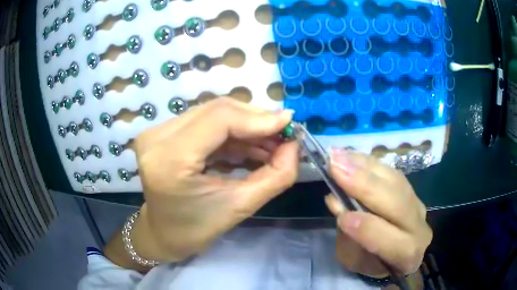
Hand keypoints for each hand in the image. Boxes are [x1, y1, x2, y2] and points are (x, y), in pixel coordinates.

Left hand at [128, 98, 298, 262]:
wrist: (162, 233)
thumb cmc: (195, 230)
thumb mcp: (239, 207)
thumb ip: (275, 176)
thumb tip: (295, 146)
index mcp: (169, 159)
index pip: (220, 119)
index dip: (259, 118)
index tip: (290, 124)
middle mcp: (157, 137)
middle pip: (216, 110)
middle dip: (256, 120)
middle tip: (283, 135)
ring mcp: (157, 132)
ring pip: (212, 113)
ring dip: (245, 126)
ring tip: (271, 143)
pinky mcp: (162, 133)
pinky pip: (204, 122)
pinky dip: (231, 132)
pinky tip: (250, 145)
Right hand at [325, 150, 431, 276]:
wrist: (399, 250)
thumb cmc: (373, 262)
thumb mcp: (355, 260)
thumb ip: (348, 236)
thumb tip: (337, 202)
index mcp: (406, 254)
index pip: (390, 240)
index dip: (366, 227)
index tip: (341, 214)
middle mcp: (418, 226)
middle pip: (397, 203)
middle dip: (365, 184)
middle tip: (335, 167)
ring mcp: (417, 204)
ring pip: (395, 181)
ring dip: (364, 167)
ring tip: (339, 155)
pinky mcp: (411, 189)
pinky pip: (391, 172)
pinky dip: (369, 163)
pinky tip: (350, 155)